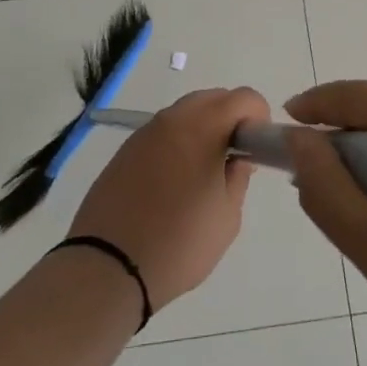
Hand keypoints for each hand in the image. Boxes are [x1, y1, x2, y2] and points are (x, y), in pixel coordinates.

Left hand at [68, 86, 267, 309]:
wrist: (107, 268)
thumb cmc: (179, 244)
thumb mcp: (226, 217)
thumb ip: (238, 178)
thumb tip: (238, 159)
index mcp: (202, 128)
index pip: (243, 97)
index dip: (259, 116)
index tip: (257, 147)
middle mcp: (172, 120)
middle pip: (212, 98)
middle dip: (231, 117)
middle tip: (234, 156)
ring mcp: (144, 134)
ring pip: (184, 113)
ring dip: (203, 129)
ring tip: (203, 171)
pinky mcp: (124, 152)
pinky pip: (161, 133)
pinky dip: (177, 143)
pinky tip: (174, 181)